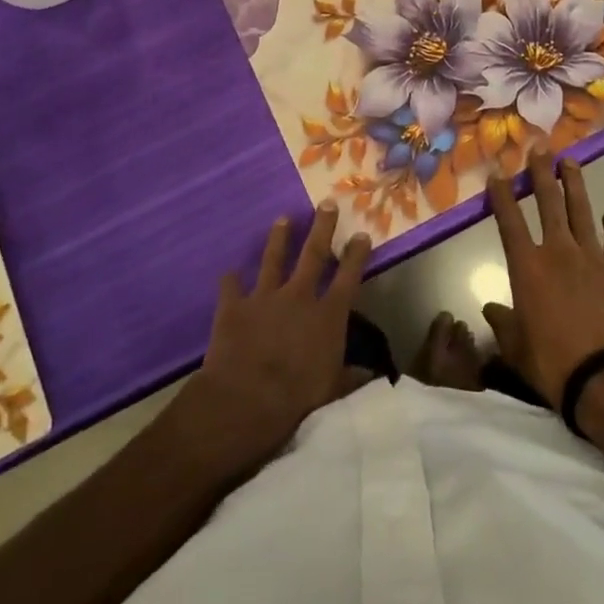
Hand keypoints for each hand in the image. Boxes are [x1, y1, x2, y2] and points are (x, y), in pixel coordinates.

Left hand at [183, 202, 371, 471]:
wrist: (245, 401)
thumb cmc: (297, 399)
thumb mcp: (333, 391)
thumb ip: (352, 378)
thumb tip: (374, 375)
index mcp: (327, 315)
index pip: (348, 276)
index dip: (356, 254)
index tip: (362, 233)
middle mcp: (299, 296)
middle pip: (314, 253)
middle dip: (322, 227)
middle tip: (327, 202)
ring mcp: (264, 297)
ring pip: (273, 259)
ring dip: (279, 238)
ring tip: (282, 218)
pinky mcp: (234, 306)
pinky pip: (231, 286)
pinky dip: (230, 279)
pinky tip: (229, 272)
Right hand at [482, 150, 603, 407]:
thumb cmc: (552, 362)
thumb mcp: (516, 346)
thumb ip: (503, 323)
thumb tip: (490, 309)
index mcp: (527, 266)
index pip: (509, 221)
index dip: (501, 195)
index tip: (497, 175)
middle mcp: (557, 251)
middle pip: (548, 203)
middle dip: (542, 174)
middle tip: (540, 150)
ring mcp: (591, 257)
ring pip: (580, 211)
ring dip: (574, 185)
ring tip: (570, 162)